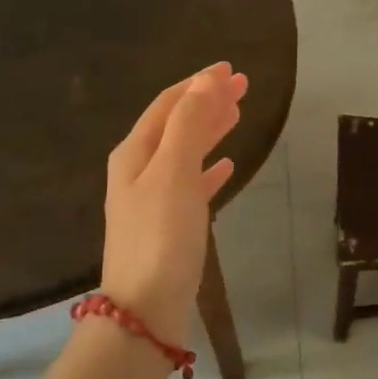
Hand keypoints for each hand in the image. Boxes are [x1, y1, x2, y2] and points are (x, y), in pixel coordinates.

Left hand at [100, 62, 247, 344]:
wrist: (145, 310)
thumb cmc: (160, 236)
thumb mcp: (173, 172)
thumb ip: (189, 123)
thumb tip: (207, 80)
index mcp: (135, 153)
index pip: (168, 104)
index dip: (198, 83)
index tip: (230, 68)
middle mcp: (139, 171)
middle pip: (176, 124)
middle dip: (207, 102)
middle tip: (242, 86)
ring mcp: (152, 199)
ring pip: (185, 151)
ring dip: (210, 130)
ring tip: (237, 114)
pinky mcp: (168, 225)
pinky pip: (191, 183)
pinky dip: (209, 168)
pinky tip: (226, 165)